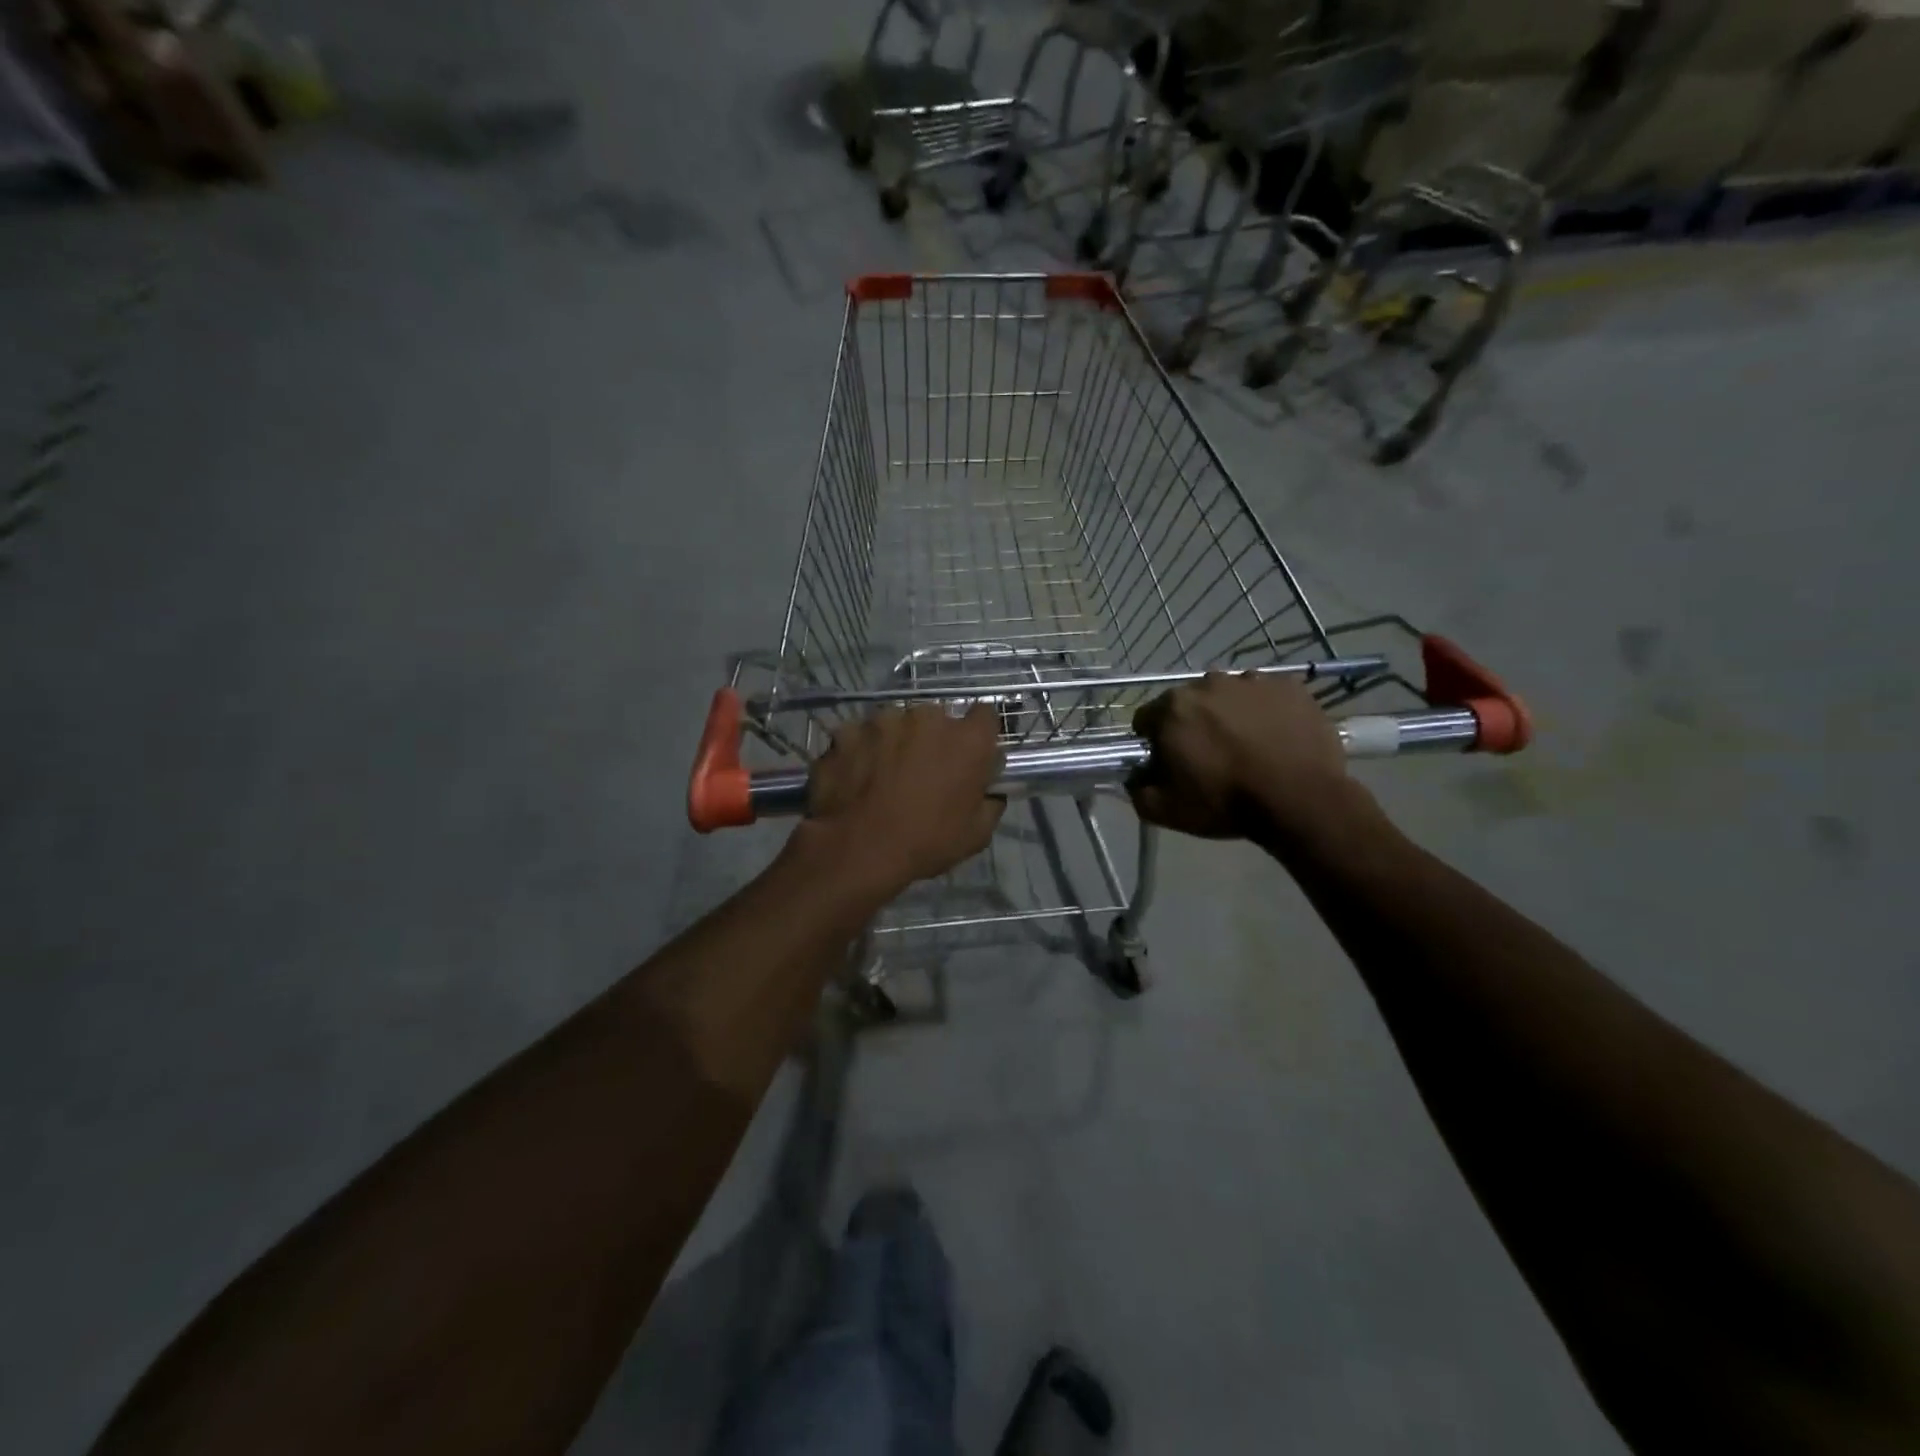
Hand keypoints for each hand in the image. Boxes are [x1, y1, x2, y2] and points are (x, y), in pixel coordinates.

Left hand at [805, 705, 1005, 893]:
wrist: (858, 851)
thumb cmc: (926, 843)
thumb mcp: (977, 834)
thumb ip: (990, 800)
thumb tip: (988, 789)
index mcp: (968, 739)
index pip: (984, 715)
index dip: (977, 734)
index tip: (969, 754)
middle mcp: (928, 717)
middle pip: (936, 718)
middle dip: (932, 738)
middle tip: (923, 770)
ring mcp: (883, 720)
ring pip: (895, 723)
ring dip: (895, 742)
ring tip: (884, 775)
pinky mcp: (848, 730)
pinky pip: (860, 736)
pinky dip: (860, 751)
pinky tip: (855, 777)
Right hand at [1128, 672, 1349, 840]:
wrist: (1300, 800)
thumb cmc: (1226, 802)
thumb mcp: (1165, 811)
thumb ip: (1137, 790)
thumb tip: (1135, 777)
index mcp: (1173, 707)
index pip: (1147, 718)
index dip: (1155, 741)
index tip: (1170, 762)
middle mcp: (1209, 683)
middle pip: (1189, 702)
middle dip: (1193, 724)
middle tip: (1210, 756)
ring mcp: (1253, 681)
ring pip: (1229, 696)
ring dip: (1230, 714)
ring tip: (1247, 746)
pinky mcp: (1290, 687)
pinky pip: (1268, 695)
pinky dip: (1266, 711)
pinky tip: (1275, 738)